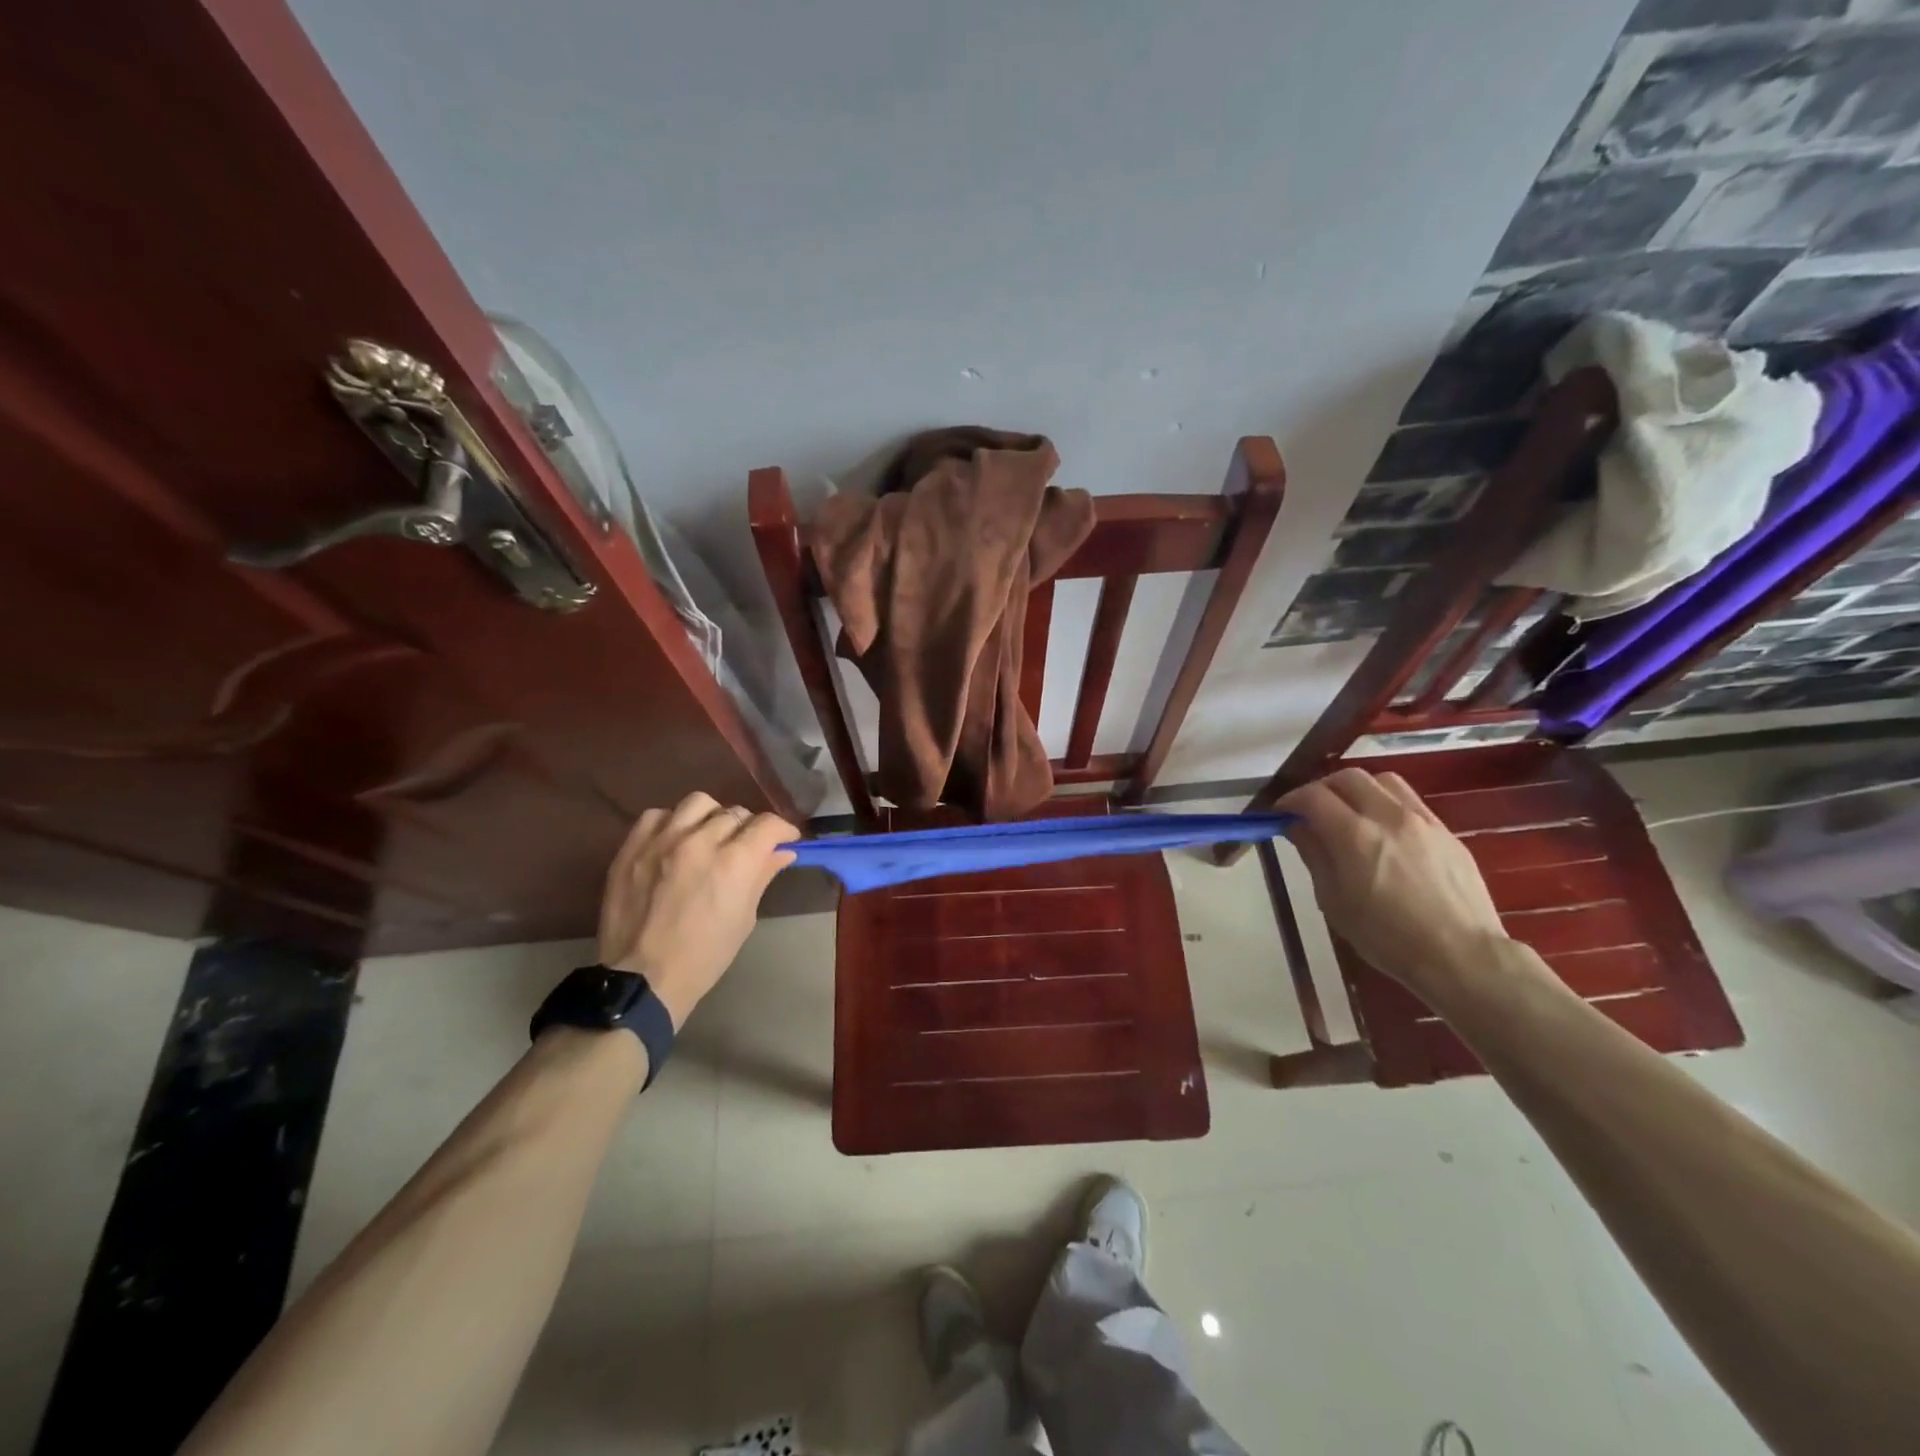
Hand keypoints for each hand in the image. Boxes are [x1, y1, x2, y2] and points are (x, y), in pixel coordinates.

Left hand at [596, 792, 797, 1027]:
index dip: (782, 829)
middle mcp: (700, 840)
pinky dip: (672, 823)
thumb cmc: (705, 955)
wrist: (642, 978)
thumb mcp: (744, 917)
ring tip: (709, 836)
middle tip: (745, 847)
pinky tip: (674, 841)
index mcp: (734, 862)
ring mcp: (662, 841)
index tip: (784, 839)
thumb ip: (762, 876)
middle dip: (747, 828)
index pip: (767, 824)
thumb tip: (783, 852)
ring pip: (698, 804)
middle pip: (735, 813)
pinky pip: (657, 815)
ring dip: (711, 817)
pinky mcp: (632, 847)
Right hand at [1278, 768, 1509, 999]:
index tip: (1281, 815)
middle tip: (1312, 812)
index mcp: (1354, 836)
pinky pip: (1409, 800)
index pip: (1312, 796)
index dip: (1290, 801)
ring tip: (1350, 813)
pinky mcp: (1446, 831)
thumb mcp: (1334, 901)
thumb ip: (1314, 855)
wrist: (1462, 956)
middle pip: (1347, 777)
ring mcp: (1422, 820)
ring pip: (1382, 781)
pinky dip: (1386, 803)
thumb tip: (1298, 827)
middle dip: (1322, 789)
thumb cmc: (1387, 937)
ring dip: (1357, 790)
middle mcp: (1388, 816)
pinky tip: (1384, 831)